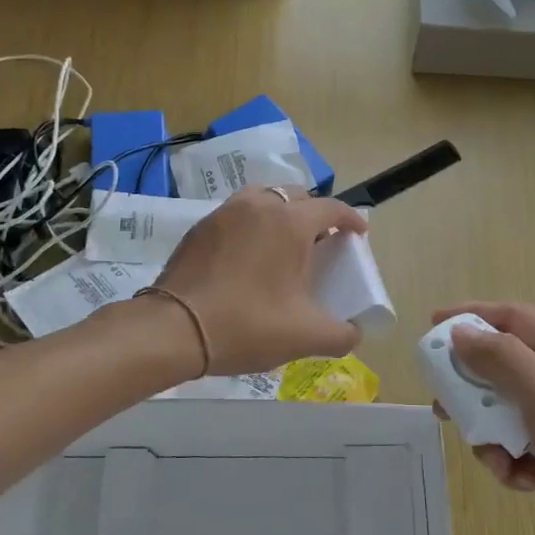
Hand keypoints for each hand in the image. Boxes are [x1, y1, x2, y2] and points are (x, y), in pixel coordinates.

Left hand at [152, 187, 366, 375]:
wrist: (175, 328)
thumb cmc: (248, 325)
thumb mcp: (305, 336)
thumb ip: (341, 334)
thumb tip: (353, 332)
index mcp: (290, 222)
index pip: (332, 208)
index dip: (351, 220)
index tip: (359, 234)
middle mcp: (259, 205)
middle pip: (297, 198)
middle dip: (315, 215)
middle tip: (321, 243)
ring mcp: (225, 212)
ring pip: (264, 199)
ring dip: (280, 215)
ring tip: (283, 244)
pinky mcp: (200, 227)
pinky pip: (237, 215)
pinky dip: (252, 226)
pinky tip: (248, 257)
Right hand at [433, 302, 534, 534]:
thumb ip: (498, 357)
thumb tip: (460, 333)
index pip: (513, 318)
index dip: (473, 315)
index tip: (433, 325)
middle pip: (502, 367)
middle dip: (471, 386)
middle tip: (443, 403)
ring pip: (504, 413)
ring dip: (489, 434)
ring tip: (495, 457)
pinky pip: (517, 449)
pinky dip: (510, 463)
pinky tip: (523, 482)